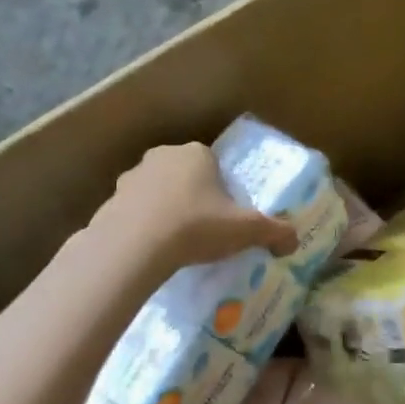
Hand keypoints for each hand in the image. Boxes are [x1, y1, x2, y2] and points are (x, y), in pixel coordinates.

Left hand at [94, 142, 297, 271]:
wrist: (134, 247)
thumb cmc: (196, 226)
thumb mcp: (246, 230)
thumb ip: (275, 232)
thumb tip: (294, 242)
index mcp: (197, 153)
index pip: (215, 164)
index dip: (224, 189)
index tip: (227, 215)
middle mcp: (162, 156)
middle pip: (186, 175)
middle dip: (195, 197)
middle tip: (206, 229)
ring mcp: (132, 177)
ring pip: (158, 192)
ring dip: (167, 209)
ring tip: (178, 242)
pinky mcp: (110, 201)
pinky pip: (135, 212)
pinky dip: (144, 225)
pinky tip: (153, 250)